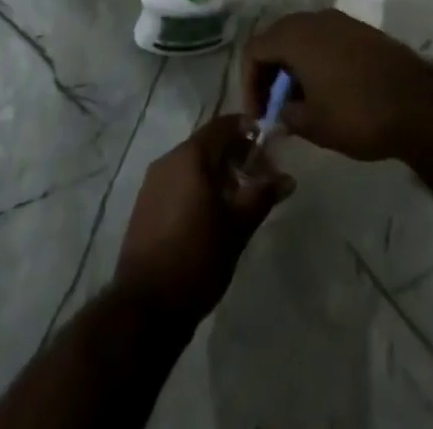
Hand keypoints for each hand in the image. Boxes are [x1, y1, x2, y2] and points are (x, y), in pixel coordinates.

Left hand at [114, 114, 293, 321]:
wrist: (145, 306)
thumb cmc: (197, 257)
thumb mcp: (238, 227)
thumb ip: (262, 196)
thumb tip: (287, 178)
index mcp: (190, 155)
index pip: (223, 125)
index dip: (247, 130)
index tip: (267, 145)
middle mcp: (169, 159)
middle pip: (207, 144)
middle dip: (234, 155)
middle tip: (258, 176)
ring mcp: (153, 183)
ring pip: (191, 164)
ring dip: (216, 173)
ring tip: (238, 198)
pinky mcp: (145, 206)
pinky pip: (177, 182)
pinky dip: (197, 187)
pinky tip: (211, 214)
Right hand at [243, 11, 432, 161]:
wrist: (418, 103)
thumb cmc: (358, 113)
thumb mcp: (314, 125)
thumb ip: (287, 115)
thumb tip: (282, 111)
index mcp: (295, 36)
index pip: (254, 50)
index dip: (249, 82)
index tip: (259, 114)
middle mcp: (314, 19)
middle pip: (276, 38)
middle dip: (270, 72)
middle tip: (275, 106)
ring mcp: (340, 21)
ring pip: (302, 37)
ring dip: (293, 66)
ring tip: (300, 102)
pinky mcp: (360, 30)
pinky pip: (325, 39)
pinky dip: (316, 60)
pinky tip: (326, 90)